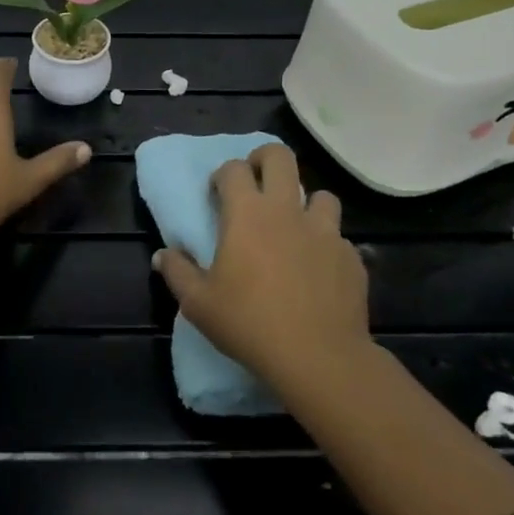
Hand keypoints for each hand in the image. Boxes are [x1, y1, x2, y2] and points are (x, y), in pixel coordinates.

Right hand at [153, 143, 370, 388]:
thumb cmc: (248, 323)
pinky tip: (317, 269)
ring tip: (294, 227)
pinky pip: (338, 237)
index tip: (216, 194)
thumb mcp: (198, 304)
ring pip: (321, 195)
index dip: (223, 175)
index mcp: (247, 214)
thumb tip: (162, 255)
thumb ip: (177, 272)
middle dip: (264, 160)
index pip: (233, 169)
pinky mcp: (351, 256)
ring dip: (305, 203)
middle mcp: (287, 211)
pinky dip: (325, 244)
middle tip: (256, 182)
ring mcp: (325, 231)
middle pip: (281, 158)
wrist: (318, 357)